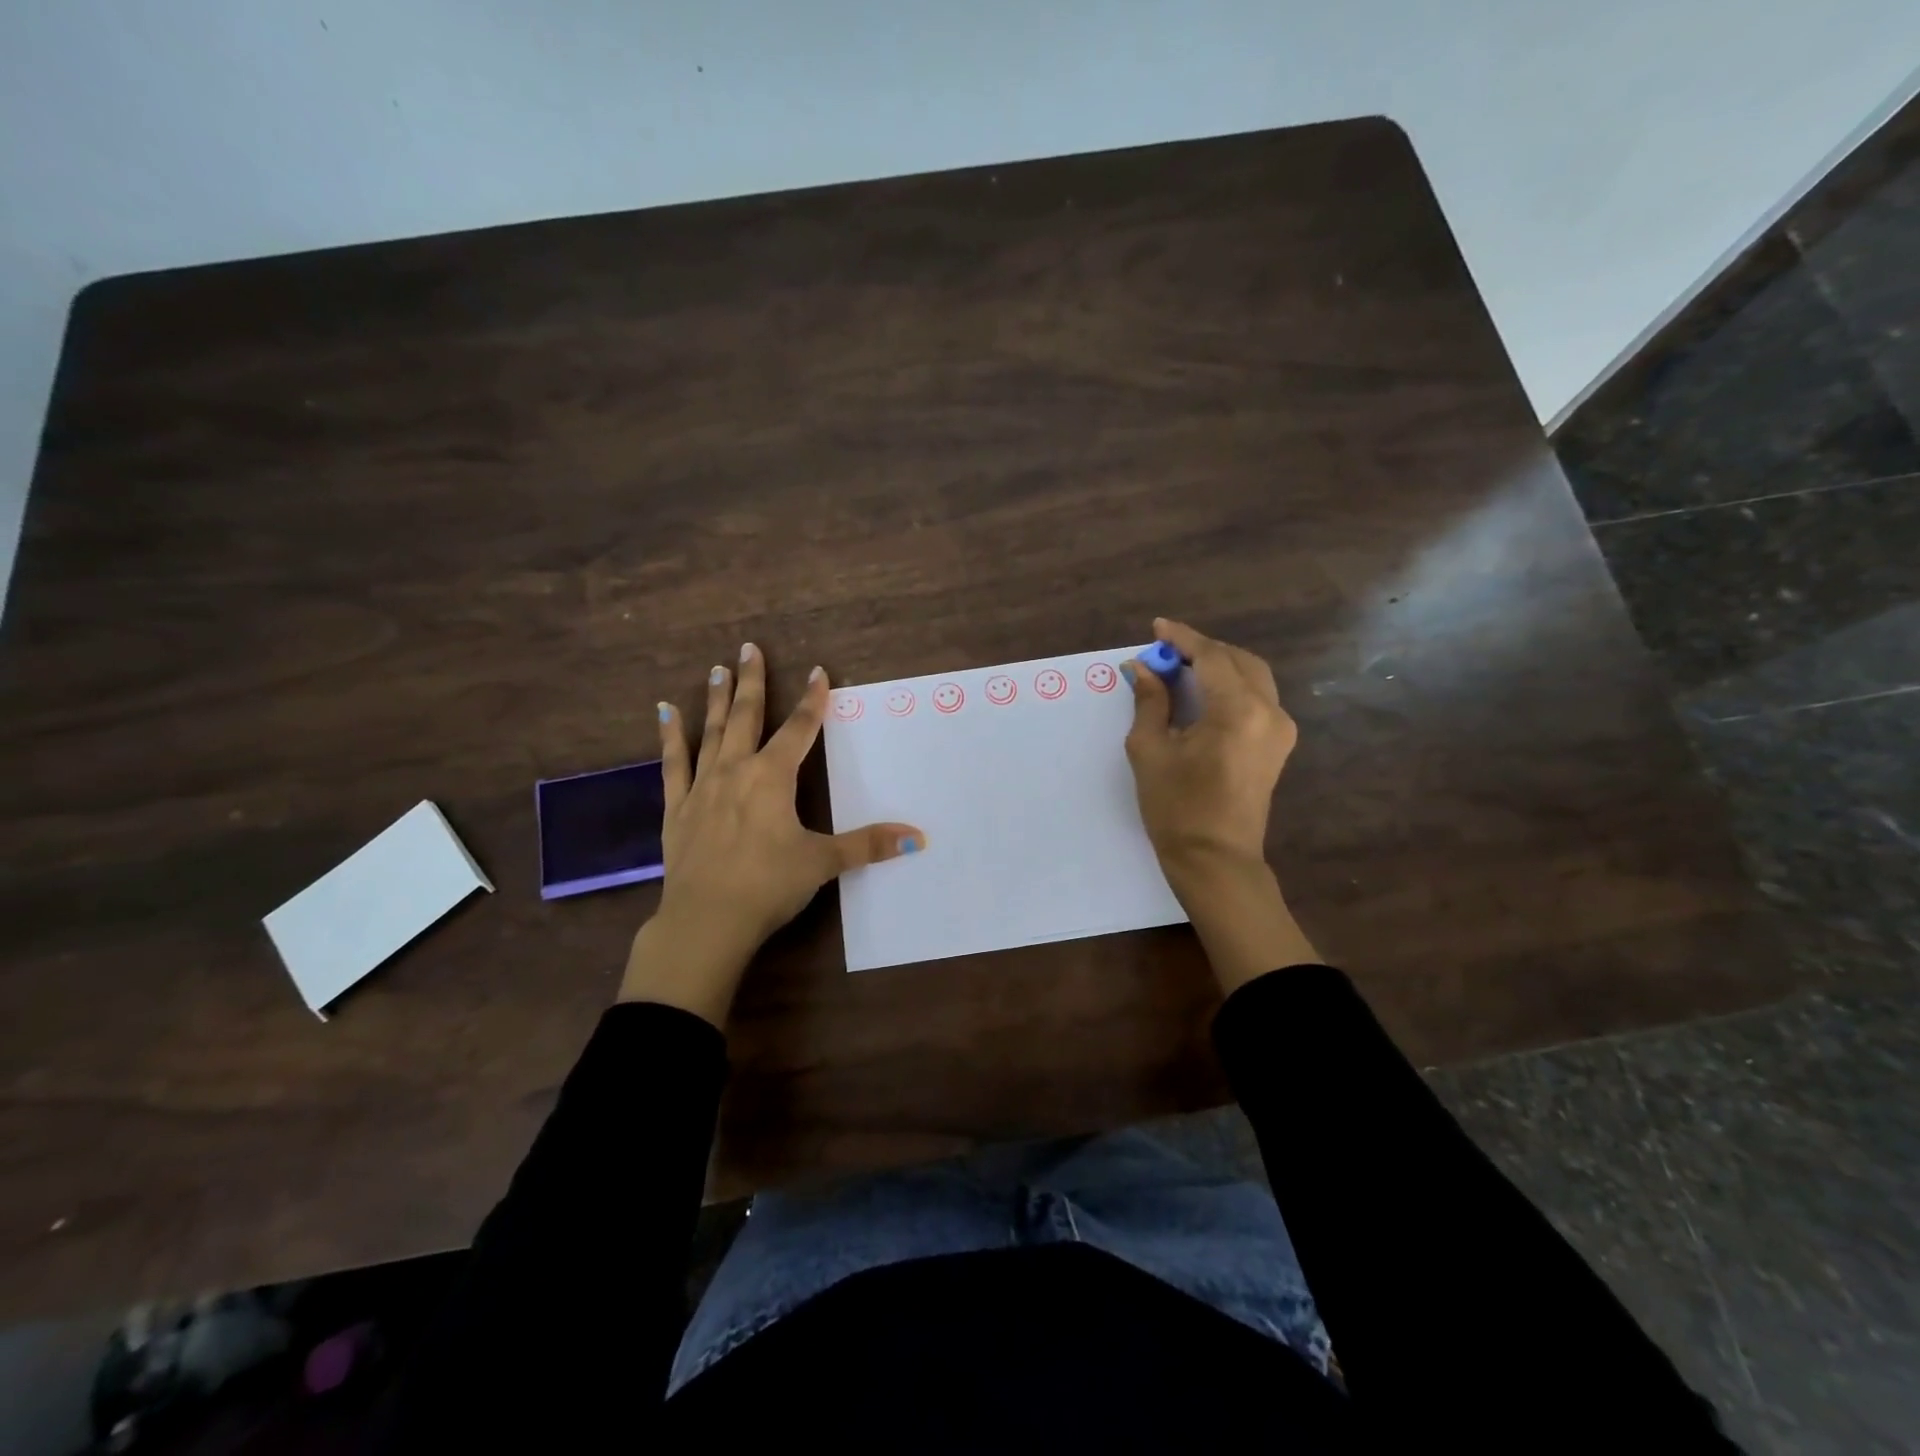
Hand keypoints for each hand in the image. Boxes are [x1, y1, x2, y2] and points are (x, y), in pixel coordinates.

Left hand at [618, 643, 924, 1024]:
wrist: (706, 921)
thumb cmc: (769, 885)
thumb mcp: (823, 863)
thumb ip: (867, 845)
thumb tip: (917, 838)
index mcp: (773, 777)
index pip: (800, 729)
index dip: (812, 700)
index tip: (818, 672)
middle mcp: (736, 771)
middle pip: (747, 717)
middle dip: (752, 681)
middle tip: (748, 648)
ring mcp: (703, 787)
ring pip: (712, 733)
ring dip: (716, 700)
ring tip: (717, 670)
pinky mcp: (678, 808)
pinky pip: (673, 763)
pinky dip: (670, 737)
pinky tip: (664, 713)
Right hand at [1123, 618, 1319, 990]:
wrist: (1216, 860)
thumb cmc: (1176, 808)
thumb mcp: (1150, 751)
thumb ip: (1150, 702)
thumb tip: (1143, 669)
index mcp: (1237, 711)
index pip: (1210, 657)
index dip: (1182, 639)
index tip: (1157, 629)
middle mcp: (1269, 712)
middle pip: (1238, 660)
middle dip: (1202, 651)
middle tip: (1166, 654)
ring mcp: (1280, 729)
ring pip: (1253, 676)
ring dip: (1219, 666)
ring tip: (1181, 671)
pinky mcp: (1279, 745)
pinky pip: (1258, 698)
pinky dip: (1231, 686)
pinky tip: (1203, 695)